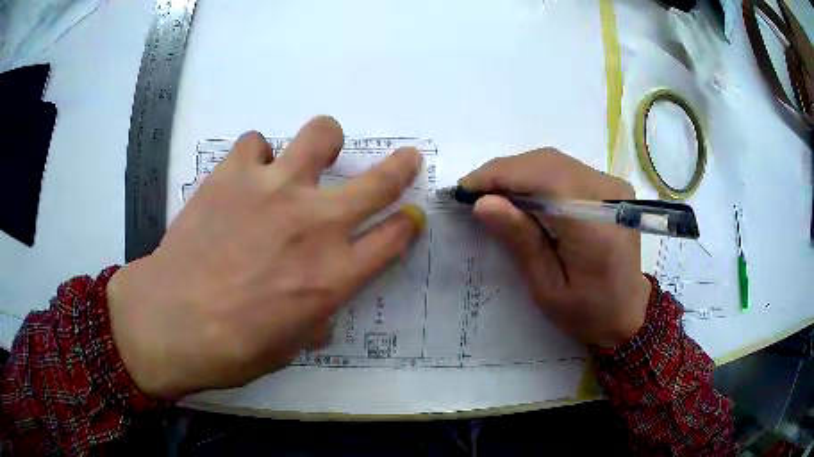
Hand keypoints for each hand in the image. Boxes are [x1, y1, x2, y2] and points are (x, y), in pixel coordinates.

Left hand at [107, 116, 425, 399]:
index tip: (410, 215)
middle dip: (401, 167)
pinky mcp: (234, 172)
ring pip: (322, 134)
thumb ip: (315, 318)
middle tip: (406, 158)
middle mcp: (315, 223)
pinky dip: (257, 156)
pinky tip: (245, 176)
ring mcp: (275, 189)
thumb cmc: (234, 348)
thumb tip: (320, 308)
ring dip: (325, 142)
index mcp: (335, 274)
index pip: (393, 238)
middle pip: (379, 181)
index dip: (407, 223)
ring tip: (310, 157)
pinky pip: (257, 143)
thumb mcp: (289, 346)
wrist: (171, 321)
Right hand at [460, 149, 650, 347]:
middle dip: (505, 172)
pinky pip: (564, 169)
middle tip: (474, 193)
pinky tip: (521, 194)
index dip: (501, 176)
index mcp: (596, 225)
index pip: (545, 179)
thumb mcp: (547, 288)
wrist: (627, 311)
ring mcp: (612, 185)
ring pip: (554, 162)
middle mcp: (609, 194)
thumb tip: (484, 203)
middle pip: (548, 163)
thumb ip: (521, 242)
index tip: (465, 188)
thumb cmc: (587, 311)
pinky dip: (536, 176)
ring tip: (492, 194)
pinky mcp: (609, 186)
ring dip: (518, 173)